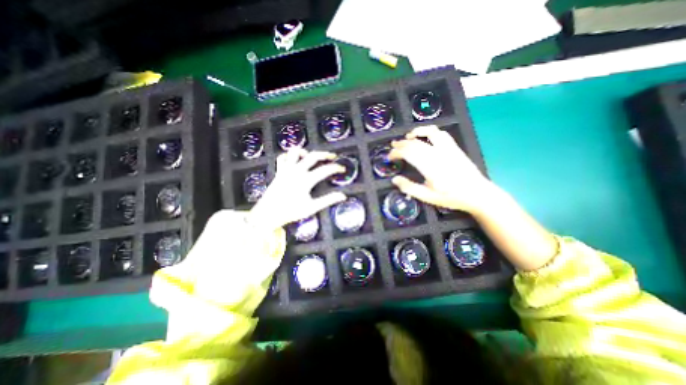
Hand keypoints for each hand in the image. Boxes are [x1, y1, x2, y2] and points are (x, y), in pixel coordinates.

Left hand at [250, 147, 348, 231]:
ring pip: (295, 152)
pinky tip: (294, 160)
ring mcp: (286, 169)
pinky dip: (289, 156)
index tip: (342, 168)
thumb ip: (327, 200)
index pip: (325, 170)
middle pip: (313, 156)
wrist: (268, 214)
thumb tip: (343, 196)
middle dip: (325, 154)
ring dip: (305, 151)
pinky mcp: (279, 171)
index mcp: (306, 180)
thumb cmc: (290, 212)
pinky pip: (282, 157)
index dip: (336, 168)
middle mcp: (296, 171)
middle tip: (332, 156)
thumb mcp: (311, 208)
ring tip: (311, 156)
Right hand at [387, 125, 496, 213]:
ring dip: (416, 132)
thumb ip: (410, 188)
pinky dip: (430, 131)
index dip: (396, 152)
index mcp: (430, 167)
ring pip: (429, 133)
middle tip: (392, 146)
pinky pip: (441, 134)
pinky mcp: (454, 147)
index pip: (408, 153)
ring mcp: (447, 149)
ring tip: (407, 137)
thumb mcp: (428, 197)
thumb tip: (395, 179)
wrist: (478, 194)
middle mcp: (438, 154)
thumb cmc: (451, 197)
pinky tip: (425, 136)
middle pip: (415, 143)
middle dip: (401, 143)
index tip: (389, 157)